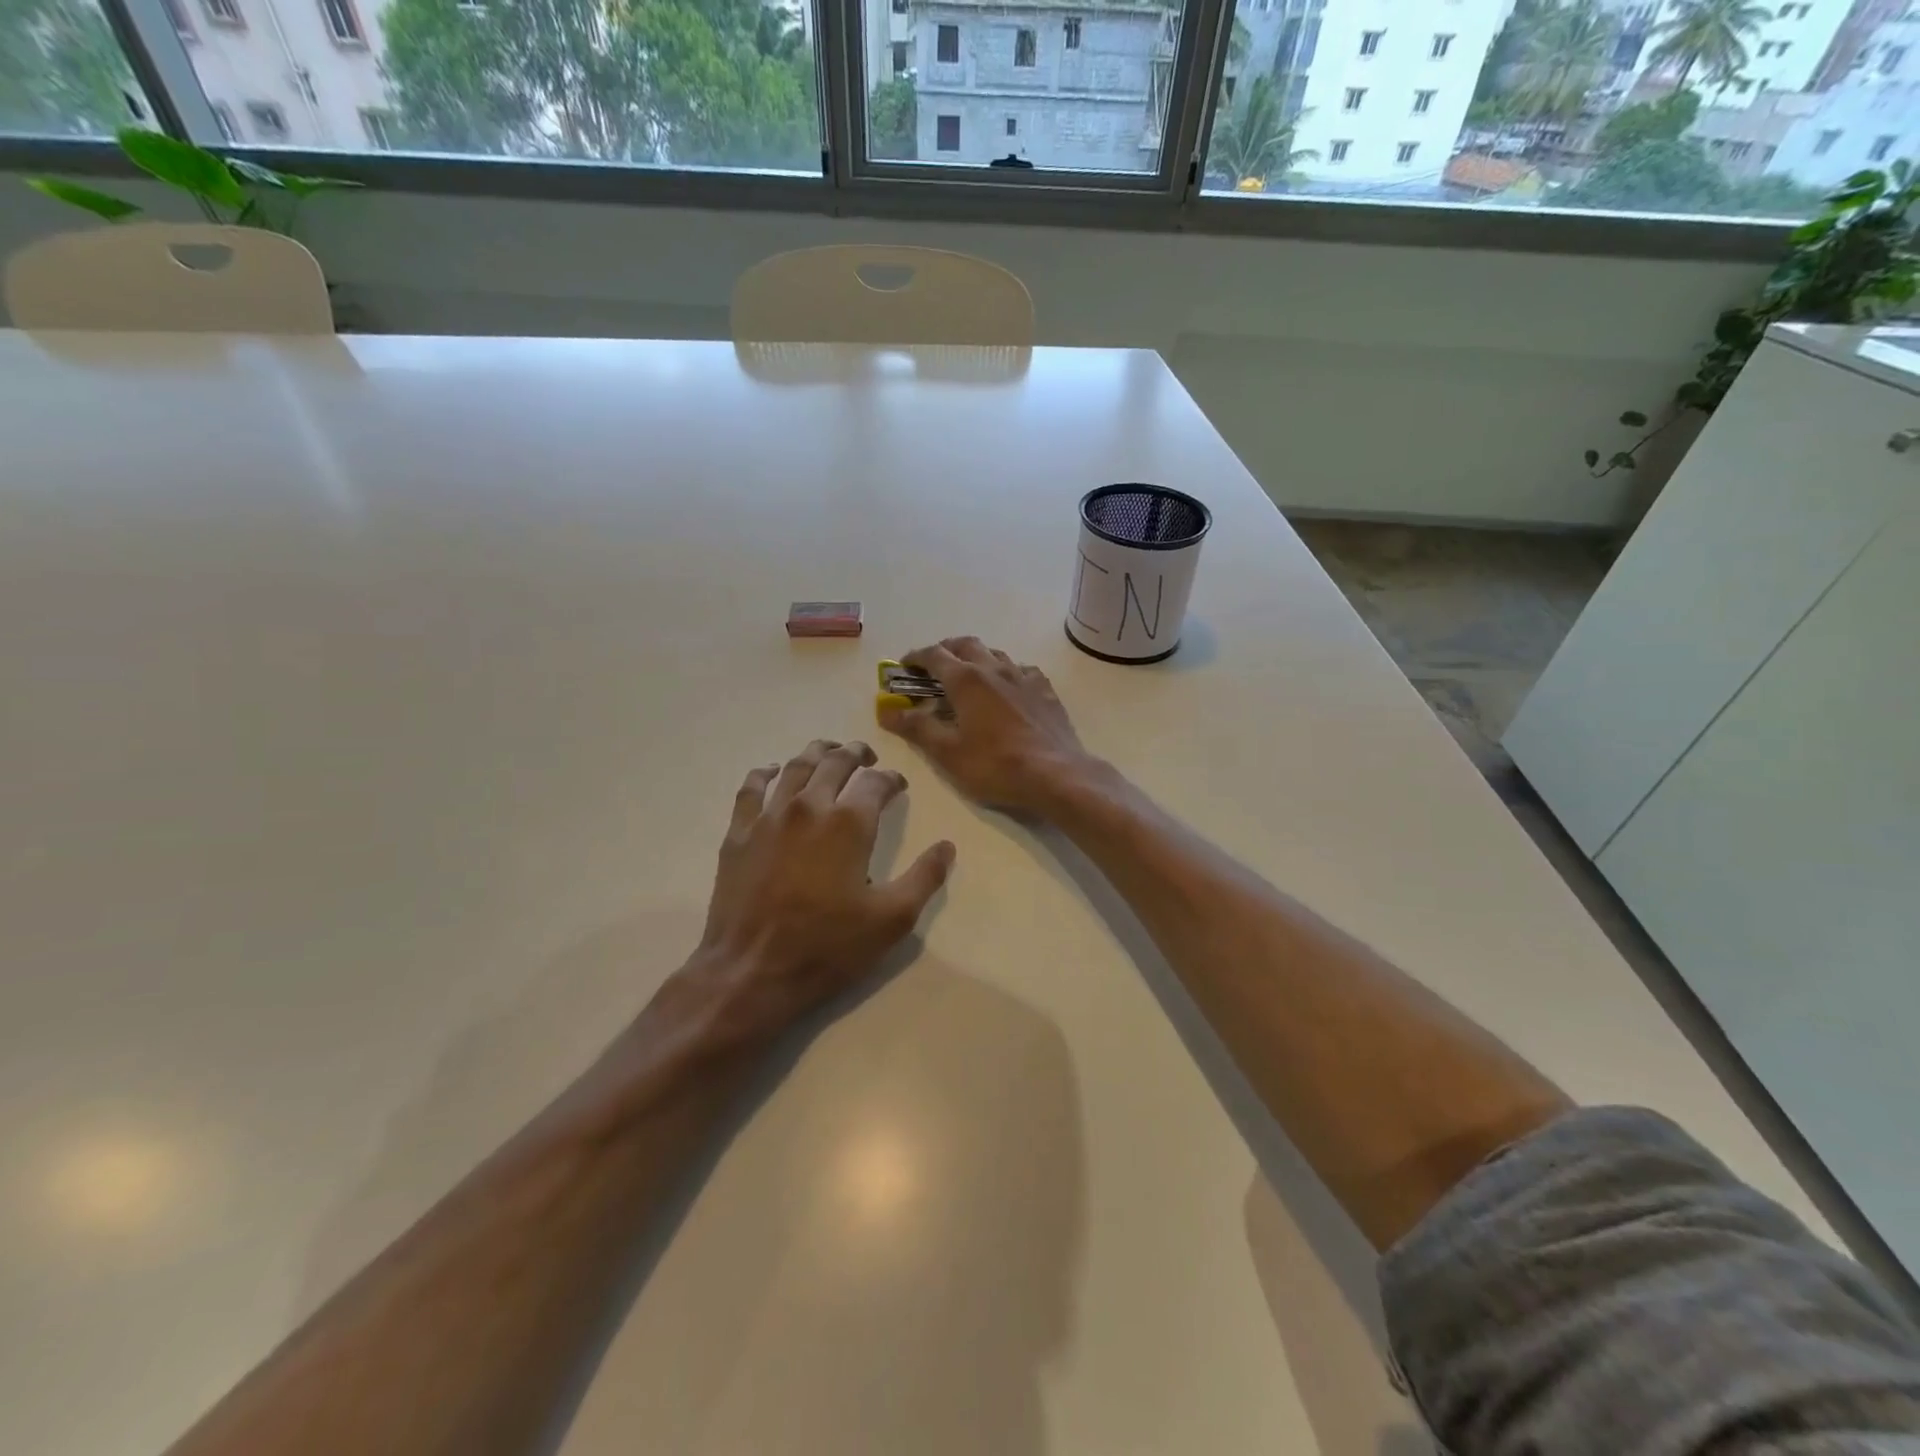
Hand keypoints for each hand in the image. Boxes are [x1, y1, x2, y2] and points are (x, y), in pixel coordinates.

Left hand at [684, 739, 953, 1048]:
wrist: (752, 971)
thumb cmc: (828, 946)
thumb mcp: (892, 920)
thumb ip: (924, 878)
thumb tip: (947, 846)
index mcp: (849, 823)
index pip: (876, 782)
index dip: (892, 779)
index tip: (898, 786)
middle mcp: (809, 806)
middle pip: (835, 762)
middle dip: (856, 754)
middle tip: (867, 756)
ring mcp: (769, 816)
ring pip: (795, 766)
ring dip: (817, 753)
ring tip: (829, 752)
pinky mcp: (739, 832)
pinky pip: (751, 787)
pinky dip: (765, 772)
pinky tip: (773, 772)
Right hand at [878, 637, 1099, 816]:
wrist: (1056, 774)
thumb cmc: (995, 765)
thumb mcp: (948, 752)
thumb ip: (917, 727)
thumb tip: (887, 710)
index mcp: (966, 679)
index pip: (934, 655)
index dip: (915, 657)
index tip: (903, 666)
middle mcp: (994, 668)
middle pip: (965, 644)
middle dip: (945, 649)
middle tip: (932, 666)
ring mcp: (1024, 677)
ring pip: (994, 654)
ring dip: (976, 657)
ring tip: (967, 676)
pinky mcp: (1045, 690)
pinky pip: (1021, 670)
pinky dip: (1005, 672)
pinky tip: (1007, 689)